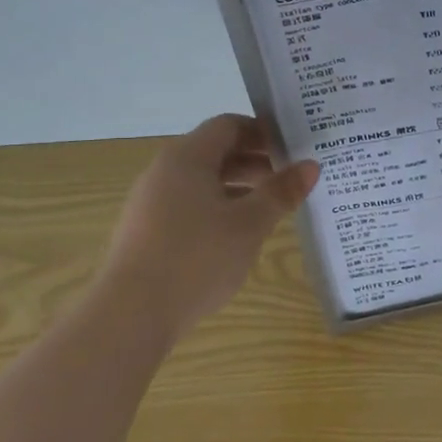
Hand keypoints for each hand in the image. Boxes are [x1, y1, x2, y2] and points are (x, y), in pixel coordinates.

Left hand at [100, 115, 318, 339]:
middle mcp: (164, 171)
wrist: (130, 316)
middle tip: (290, 178)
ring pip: (202, 181)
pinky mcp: (146, 232)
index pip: (228, 125)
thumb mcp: (250, 224)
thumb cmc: (197, 258)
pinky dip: (217, 208)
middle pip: (215, 152)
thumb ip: (281, 191)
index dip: (262, 131)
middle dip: (254, 161)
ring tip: (271, 208)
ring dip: (238, 187)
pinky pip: (188, 205)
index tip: (293, 147)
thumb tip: (311, 166)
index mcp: (187, 157)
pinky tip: (237, 235)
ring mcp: (150, 202)